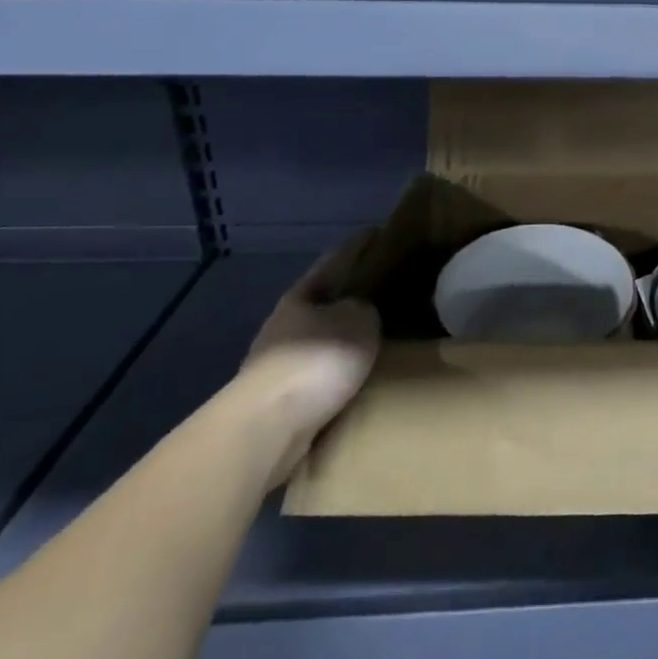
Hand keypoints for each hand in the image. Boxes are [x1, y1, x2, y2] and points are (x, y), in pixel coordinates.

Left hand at [235, 236, 381, 487]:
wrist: (268, 427)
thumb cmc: (317, 359)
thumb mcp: (359, 320)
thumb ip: (366, 307)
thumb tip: (365, 308)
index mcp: (303, 294)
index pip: (337, 258)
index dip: (360, 243)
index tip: (382, 231)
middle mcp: (287, 321)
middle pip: (326, 297)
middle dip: (353, 291)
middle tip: (390, 286)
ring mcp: (279, 360)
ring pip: (321, 334)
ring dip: (344, 332)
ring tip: (380, 331)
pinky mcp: (281, 396)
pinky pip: (320, 368)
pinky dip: (339, 364)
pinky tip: (359, 367)